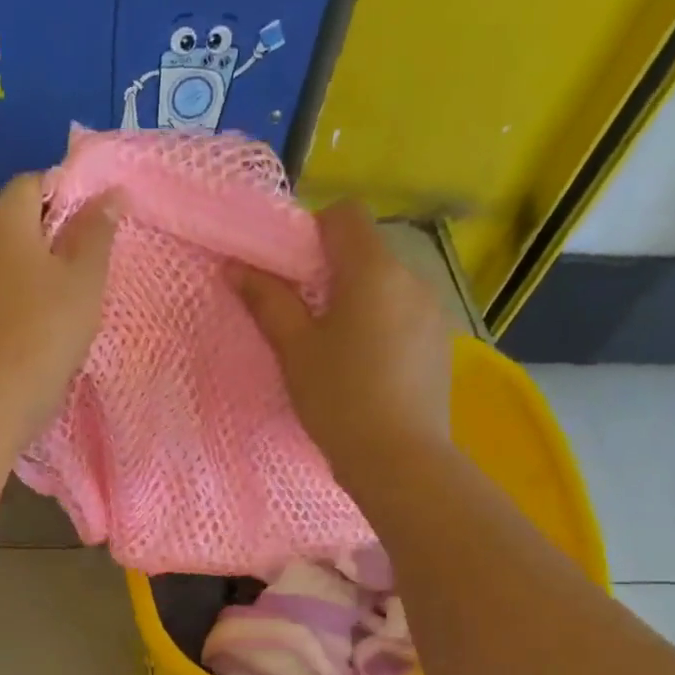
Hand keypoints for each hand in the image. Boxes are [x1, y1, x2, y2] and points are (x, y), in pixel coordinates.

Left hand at [0, 172, 120, 448]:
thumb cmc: (46, 330)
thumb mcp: (84, 277)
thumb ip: (96, 230)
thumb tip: (108, 193)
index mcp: (2, 221)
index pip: (33, 183)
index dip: (67, 194)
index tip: (95, 226)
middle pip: (17, 220)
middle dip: (53, 234)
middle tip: (89, 264)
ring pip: (6, 258)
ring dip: (36, 269)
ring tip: (69, 297)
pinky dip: (20, 295)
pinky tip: (43, 322)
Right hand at [234, 201, 453, 488]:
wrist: (399, 459)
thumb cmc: (339, 399)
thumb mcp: (294, 350)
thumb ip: (267, 301)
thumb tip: (235, 267)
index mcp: (374, 270)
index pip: (345, 215)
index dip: (312, 233)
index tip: (290, 274)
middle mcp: (412, 277)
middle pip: (365, 251)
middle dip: (330, 273)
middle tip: (302, 320)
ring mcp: (432, 311)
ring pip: (385, 286)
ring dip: (356, 301)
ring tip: (334, 351)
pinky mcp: (439, 342)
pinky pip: (403, 315)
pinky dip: (379, 326)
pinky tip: (365, 370)